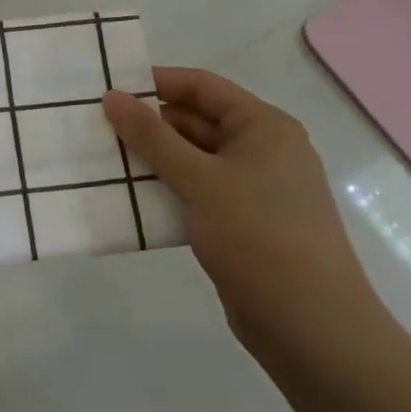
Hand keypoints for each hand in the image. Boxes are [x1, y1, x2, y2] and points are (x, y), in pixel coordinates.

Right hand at [103, 67, 383, 352]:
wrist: (312, 329)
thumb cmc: (258, 237)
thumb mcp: (199, 180)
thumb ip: (152, 137)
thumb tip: (112, 96)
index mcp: (263, 127)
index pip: (202, 87)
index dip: (156, 82)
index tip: (110, 90)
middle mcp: (263, 150)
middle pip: (197, 121)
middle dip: (149, 125)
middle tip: (99, 129)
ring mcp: (256, 189)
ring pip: (195, 160)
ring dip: (155, 161)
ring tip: (106, 162)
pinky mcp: (245, 224)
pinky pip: (199, 192)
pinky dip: (168, 191)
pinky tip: (134, 200)